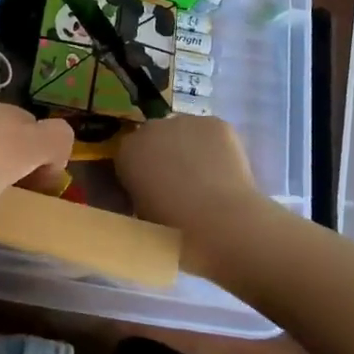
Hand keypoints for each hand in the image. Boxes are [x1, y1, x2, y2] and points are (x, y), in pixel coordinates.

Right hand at [115, 114, 264, 238]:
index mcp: (128, 151)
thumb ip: (139, 196)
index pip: (128, 153)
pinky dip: (215, 147)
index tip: (151, 190)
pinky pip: (211, 133)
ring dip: (189, 148)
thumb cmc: (177, 232)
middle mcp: (152, 128)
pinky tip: (225, 171)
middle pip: (155, 137)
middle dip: (164, 154)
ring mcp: (185, 121)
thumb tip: (149, 192)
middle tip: (179, 184)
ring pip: (185, 132)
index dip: (140, 171)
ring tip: (206, 179)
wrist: (223, 223)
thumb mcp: (143, 218)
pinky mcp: (216, 123)